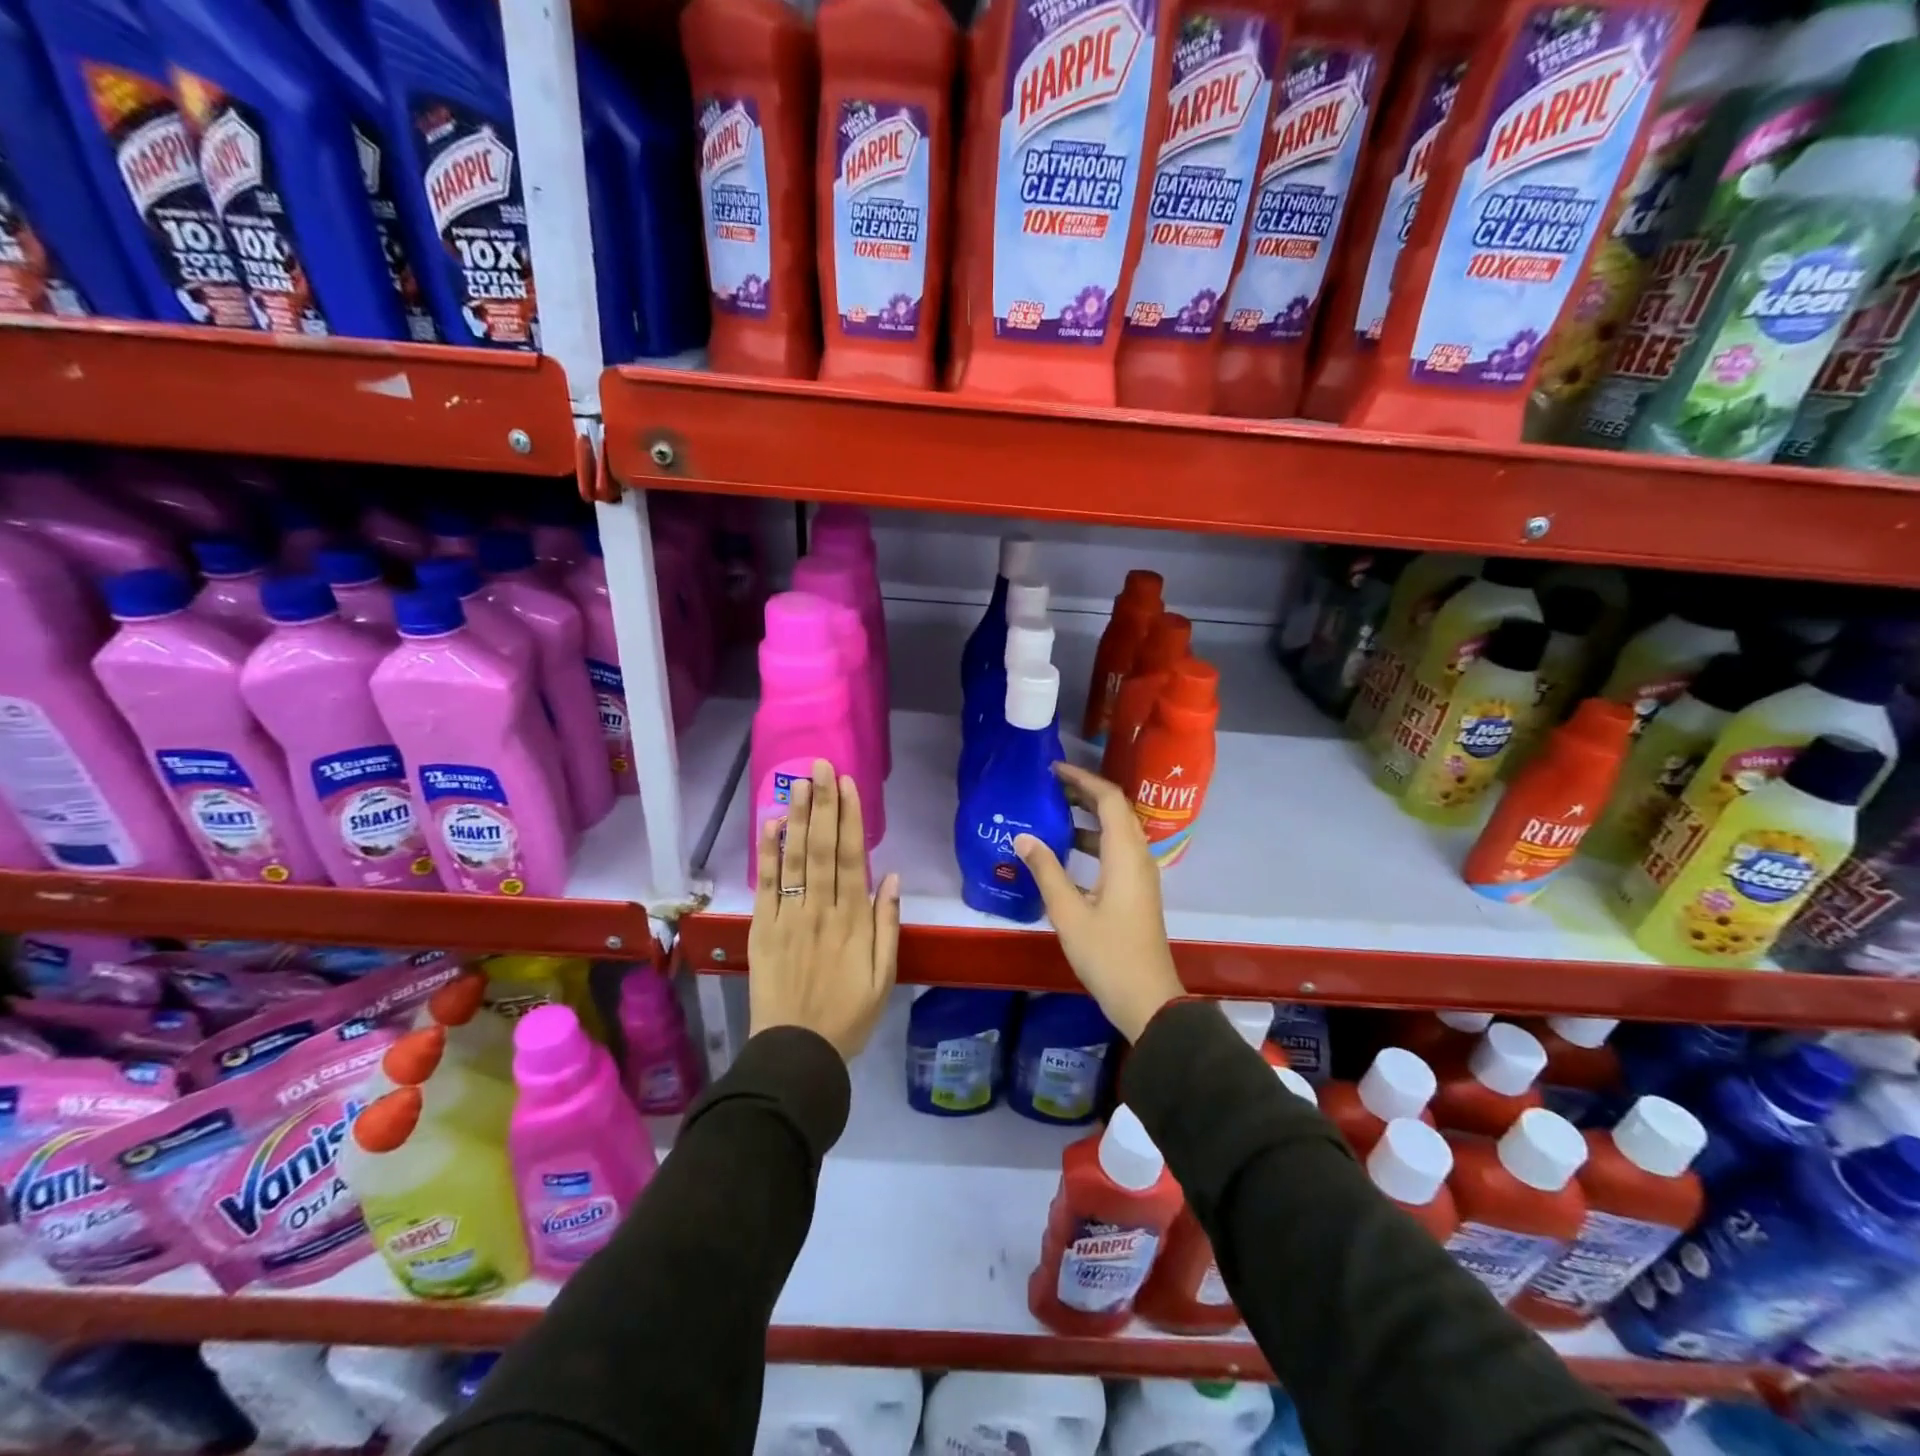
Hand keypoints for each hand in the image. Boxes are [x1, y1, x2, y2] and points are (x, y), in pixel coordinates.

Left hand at [748, 760, 900, 1059]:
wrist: (797, 1053)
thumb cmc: (848, 1016)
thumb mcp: (884, 977)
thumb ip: (888, 925)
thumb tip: (892, 877)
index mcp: (853, 920)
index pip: (852, 858)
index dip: (850, 818)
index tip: (848, 785)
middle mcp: (820, 910)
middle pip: (822, 848)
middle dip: (823, 804)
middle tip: (821, 766)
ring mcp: (788, 918)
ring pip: (794, 859)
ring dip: (796, 818)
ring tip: (799, 783)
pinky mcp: (763, 929)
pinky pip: (766, 886)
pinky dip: (767, 854)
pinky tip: (769, 825)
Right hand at [1014, 763, 1184, 1041]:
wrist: (1147, 999)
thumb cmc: (1108, 954)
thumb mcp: (1069, 912)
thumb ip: (1046, 870)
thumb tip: (1023, 836)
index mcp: (1125, 855)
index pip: (1109, 799)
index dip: (1083, 779)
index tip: (1053, 770)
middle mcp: (1138, 857)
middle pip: (1115, 810)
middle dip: (1083, 793)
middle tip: (1048, 787)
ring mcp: (1139, 875)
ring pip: (1115, 832)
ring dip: (1087, 817)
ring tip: (1051, 812)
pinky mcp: (1135, 891)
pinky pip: (1114, 852)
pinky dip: (1091, 842)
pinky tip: (1063, 853)